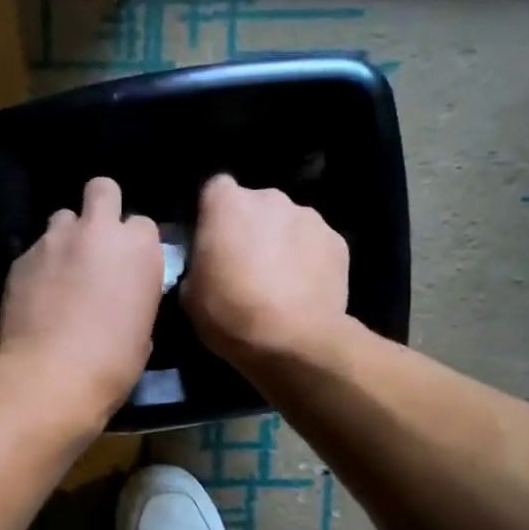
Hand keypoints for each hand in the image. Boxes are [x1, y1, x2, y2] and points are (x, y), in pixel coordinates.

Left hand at [0, 176, 162, 428]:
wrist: (51, 375)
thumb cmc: (112, 362)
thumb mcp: (143, 330)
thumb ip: (136, 295)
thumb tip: (125, 295)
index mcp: (139, 247)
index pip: (142, 224)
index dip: (135, 244)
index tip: (130, 266)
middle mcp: (98, 230)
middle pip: (102, 189)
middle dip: (102, 207)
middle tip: (97, 243)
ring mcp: (55, 239)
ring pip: (62, 217)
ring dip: (67, 236)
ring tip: (62, 269)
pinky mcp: (21, 257)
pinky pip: (35, 249)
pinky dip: (40, 265)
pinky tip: (38, 294)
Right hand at [183, 173, 349, 364]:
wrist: (293, 340)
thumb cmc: (231, 314)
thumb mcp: (190, 295)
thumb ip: (197, 265)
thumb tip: (207, 264)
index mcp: (227, 204)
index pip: (215, 189)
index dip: (212, 214)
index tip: (211, 241)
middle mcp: (271, 198)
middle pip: (255, 205)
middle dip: (250, 227)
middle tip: (244, 265)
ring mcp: (309, 217)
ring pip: (287, 223)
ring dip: (281, 242)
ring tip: (278, 282)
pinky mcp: (338, 241)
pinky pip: (314, 244)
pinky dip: (308, 260)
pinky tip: (303, 290)